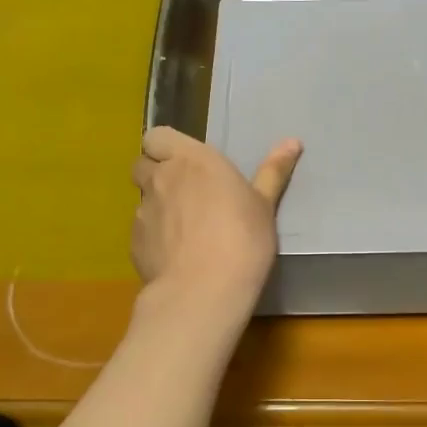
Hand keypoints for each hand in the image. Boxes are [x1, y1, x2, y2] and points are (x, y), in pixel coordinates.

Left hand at [130, 127, 301, 316]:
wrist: (204, 290)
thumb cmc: (242, 238)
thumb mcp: (264, 204)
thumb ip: (273, 171)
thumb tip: (293, 141)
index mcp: (191, 160)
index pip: (157, 136)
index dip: (165, 147)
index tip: (186, 163)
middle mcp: (160, 179)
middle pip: (142, 165)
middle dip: (156, 174)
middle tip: (185, 193)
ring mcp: (142, 212)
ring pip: (142, 200)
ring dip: (157, 207)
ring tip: (183, 230)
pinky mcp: (134, 244)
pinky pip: (141, 232)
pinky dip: (154, 238)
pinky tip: (176, 256)